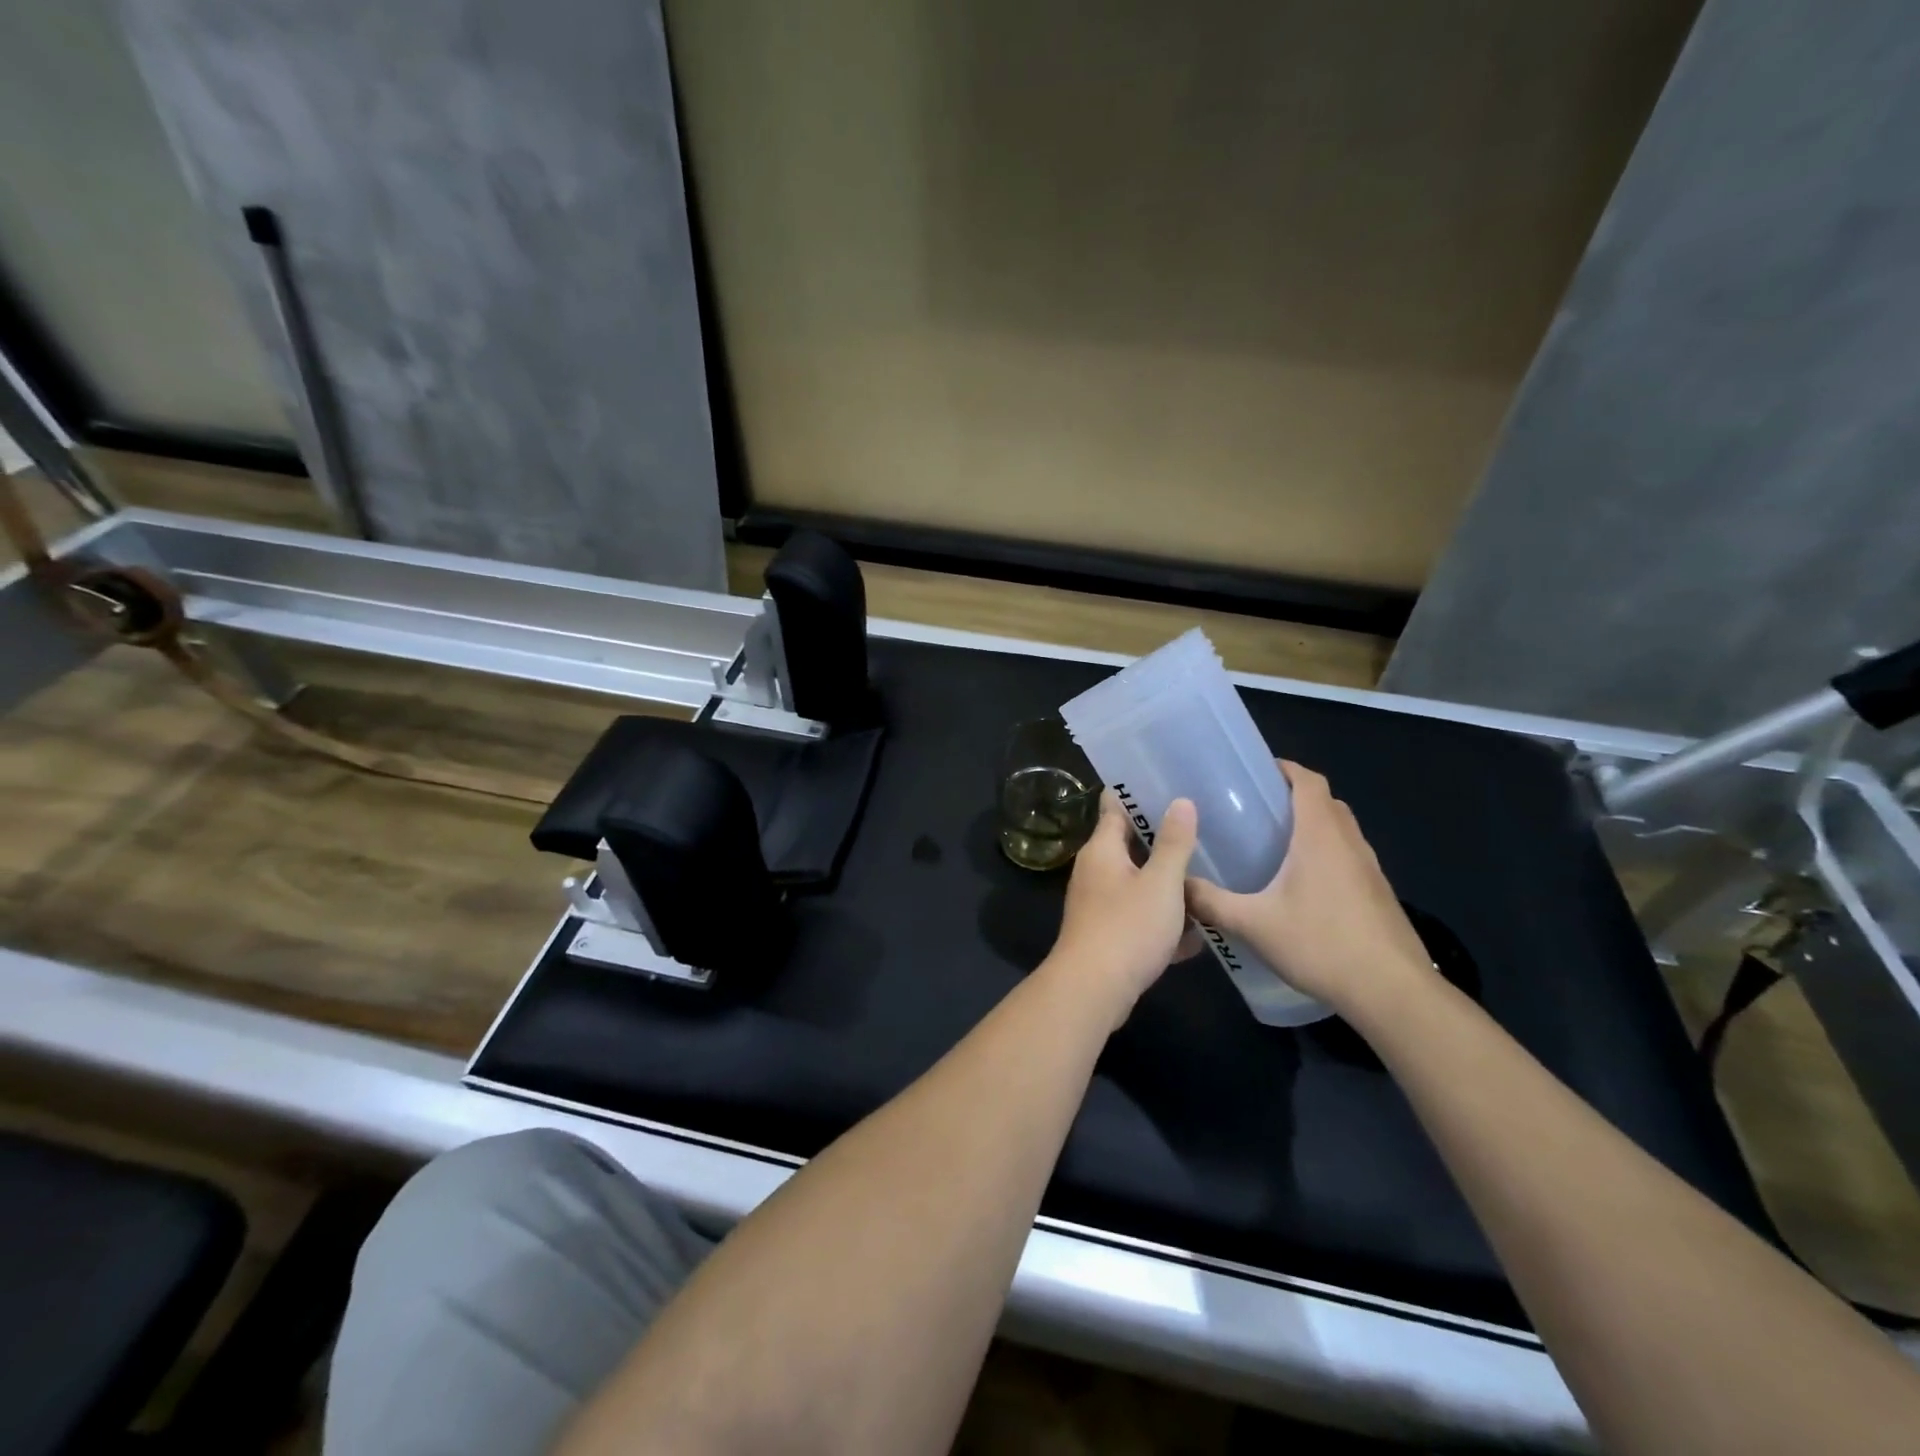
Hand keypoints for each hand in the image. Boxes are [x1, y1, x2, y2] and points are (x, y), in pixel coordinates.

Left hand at [1046, 791, 1199, 1023]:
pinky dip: (1163, 922)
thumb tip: (1181, 801)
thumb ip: (1174, 843)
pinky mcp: (1108, 934)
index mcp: (1102, 850)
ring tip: (1208, 877)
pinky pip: (1140, 918)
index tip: (1168, 783)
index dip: (1138, 794)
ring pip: (1138, 884)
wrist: (1094, 990)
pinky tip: (1197, 933)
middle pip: (1130, 846)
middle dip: (1162, 840)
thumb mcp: (1161, 883)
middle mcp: (1095, 871)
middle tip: (1202, 828)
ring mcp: (1099, 904)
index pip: (1115, 807)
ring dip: (1167, 884)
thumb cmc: (1128, 928)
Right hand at [1184, 761, 1432, 1019]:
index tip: (1257, 771)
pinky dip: (1326, 853)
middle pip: (1326, 801)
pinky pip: (1349, 856)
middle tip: (1257, 807)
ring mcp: (1369, 869)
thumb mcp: (1253, 925)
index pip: (1309, 781)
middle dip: (1295, 795)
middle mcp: (1349, 842)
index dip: (1285, 768)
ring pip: (1341, 829)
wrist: (1392, 991)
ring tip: (1275, 843)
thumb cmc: (1321, 944)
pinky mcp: (1378, 894)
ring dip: (1314, 824)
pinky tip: (1302, 885)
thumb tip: (1177, 886)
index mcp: (1320, 836)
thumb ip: (1210, 902)